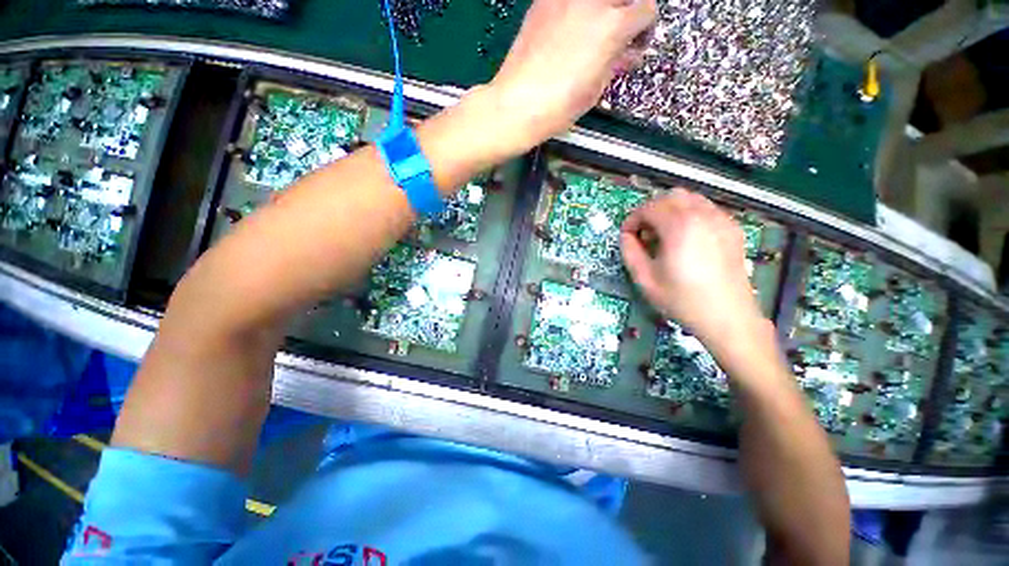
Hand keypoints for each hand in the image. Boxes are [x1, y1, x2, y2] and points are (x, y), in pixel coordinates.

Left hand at [487, 0, 655, 152]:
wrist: (517, 104)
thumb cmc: (559, 106)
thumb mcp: (596, 89)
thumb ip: (616, 63)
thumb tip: (627, 53)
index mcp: (613, 26)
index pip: (646, 10)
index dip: (644, 30)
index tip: (634, 44)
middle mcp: (592, 1)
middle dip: (627, 11)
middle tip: (617, 34)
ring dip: (602, 8)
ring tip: (591, 31)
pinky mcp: (543, 1)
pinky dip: (576, 8)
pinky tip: (568, 27)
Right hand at [621, 189, 766, 348]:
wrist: (727, 317)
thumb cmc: (682, 299)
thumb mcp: (645, 279)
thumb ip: (630, 252)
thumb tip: (626, 236)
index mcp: (679, 226)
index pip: (649, 207)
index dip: (632, 219)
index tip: (627, 236)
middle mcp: (702, 215)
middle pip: (670, 196)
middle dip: (651, 210)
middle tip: (644, 233)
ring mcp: (721, 220)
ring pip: (690, 199)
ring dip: (670, 210)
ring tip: (664, 234)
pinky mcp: (732, 229)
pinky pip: (706, 209)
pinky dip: (689, 215)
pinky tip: (686, 238)